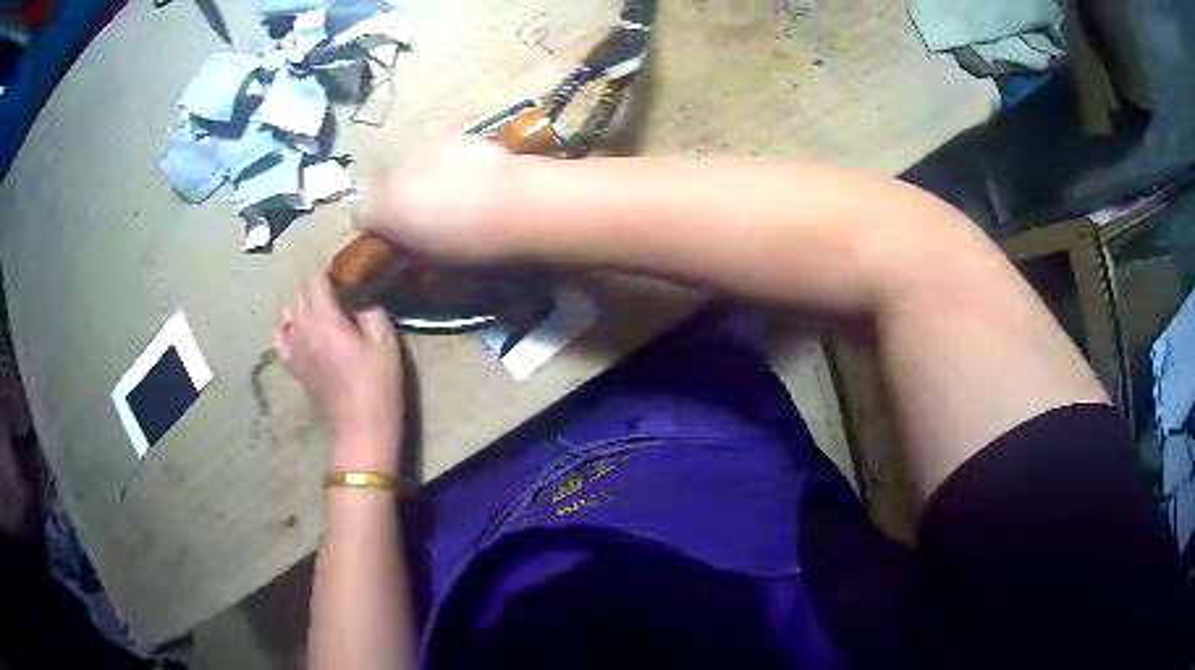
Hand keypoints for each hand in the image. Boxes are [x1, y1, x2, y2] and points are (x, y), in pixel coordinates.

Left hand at [277, 277, 402, 473]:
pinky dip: (287, 323)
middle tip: (335, 280)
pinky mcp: (293, 365)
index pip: (313, 277)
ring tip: (320, 300)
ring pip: (288, 310)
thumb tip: (360, 298)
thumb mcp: (386, 343)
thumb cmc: (378, 385)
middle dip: (313, 279)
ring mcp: (294, 348)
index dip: (323, 265)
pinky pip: (281, 336)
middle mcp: (302, 328)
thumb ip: (371, 311)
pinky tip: (297, 323)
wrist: (360, 429)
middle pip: (298, 291)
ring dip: (301, 299)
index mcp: (324, 319)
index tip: (340, 263)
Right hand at [356, 136, 520, 261]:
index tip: (396, 239)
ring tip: (453, 194)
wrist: (518, 205)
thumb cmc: (472, 247)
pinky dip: (447, 163)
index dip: (378, 228)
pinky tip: (472, 176)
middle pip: (383, 186)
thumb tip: (405, 242)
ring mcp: (423, 150)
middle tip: (424, 217)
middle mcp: (394, 174)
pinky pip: (438, 152)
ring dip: (421, 179)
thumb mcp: (431, 262)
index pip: (361, 216)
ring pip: (410, 167)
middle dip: (397, 200)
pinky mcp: (453, 136)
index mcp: (383, 210)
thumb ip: (408, 248)